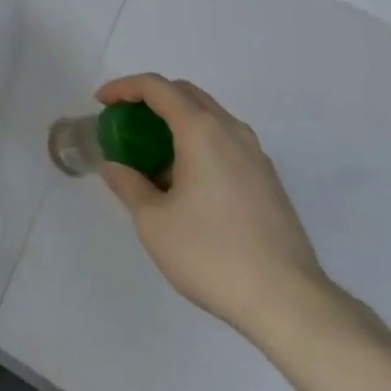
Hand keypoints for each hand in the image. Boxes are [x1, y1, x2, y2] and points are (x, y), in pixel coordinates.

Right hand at [95, 74, 339, 345]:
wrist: (288, 302)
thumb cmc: (212, 255)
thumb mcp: (154, 222)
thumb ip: (129, 185)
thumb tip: (113, 166)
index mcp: (201, 130)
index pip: (156, 87)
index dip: (123, 88)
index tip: (101, 103)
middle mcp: (231, 130)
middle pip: (185, 94)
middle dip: (151, 100)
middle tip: (126, 124)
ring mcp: (256, 154)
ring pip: (209, 118)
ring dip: (177, 123)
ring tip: (155, 158)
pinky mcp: (269, 180)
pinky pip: (226, 142)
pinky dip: (200, 144)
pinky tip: (188, 184)